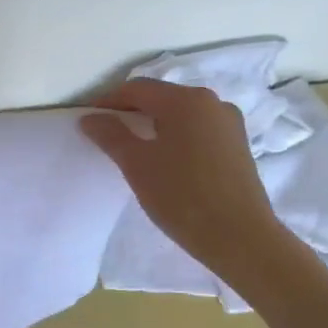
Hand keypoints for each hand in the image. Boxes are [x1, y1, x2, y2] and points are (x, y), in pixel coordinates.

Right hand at [80, 78, 282, 272]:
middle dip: (131, 113)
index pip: (137, 89)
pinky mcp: (237, 146)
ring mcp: (229, 124)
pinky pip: (198, 131)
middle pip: (161, 98)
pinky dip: (176, 137)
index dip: (108, 102)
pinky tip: (165, 162)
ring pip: (181, 115)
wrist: (239, 238)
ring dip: (154, 126)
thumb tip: (90, 118)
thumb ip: (111, 135)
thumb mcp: (137, 164)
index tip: (88, 122)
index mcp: (186, 100)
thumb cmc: (182, 196)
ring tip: (134, 151)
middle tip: (107, 136)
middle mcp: (212, 102)